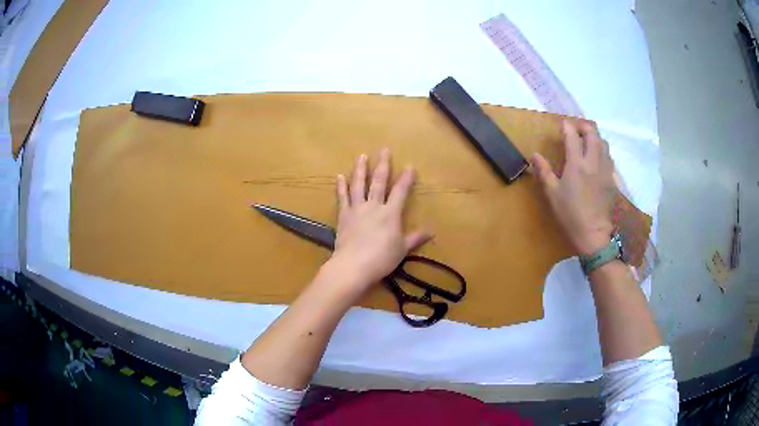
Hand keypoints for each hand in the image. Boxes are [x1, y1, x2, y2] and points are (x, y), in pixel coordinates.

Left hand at [329, 149, 430, 291]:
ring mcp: (357, 209)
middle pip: (379, 182)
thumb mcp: (402, 249)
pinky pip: (342, 198)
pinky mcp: (343, 216)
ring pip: (359, 185)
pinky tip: (339, 176)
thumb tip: (431, 232)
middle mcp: (374, 206)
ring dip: (360, 170)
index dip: (406, 178)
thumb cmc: (381, 259)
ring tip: (361, 156)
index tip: (410, 166)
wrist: (353, 266)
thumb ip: (415, 238)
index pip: (400, 191)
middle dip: (382, 165)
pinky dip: (341, 186)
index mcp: (390, 214)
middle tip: (384, 150)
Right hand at [532, 121, 614, 255]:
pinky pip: (609, 158)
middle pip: (593, 134)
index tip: (562, 124)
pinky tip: (597, 160)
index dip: (567, 127)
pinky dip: (602, 152)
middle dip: (584, 127)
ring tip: (588, 141)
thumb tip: (535, 155)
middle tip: (577, 129)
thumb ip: (544, 171)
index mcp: (577, 164)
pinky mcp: (611, 180)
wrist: (593, 234)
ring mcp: (605, 170)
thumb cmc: (570, 214)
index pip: (573, 136)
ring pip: (604, 144)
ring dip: (595, 138)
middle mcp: (593, 162)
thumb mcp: (552, 194)